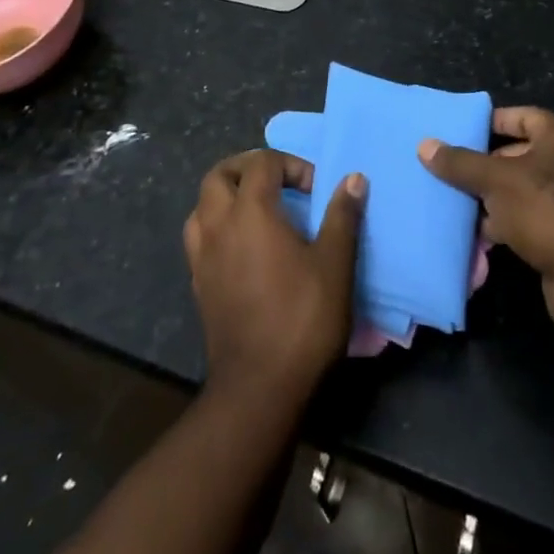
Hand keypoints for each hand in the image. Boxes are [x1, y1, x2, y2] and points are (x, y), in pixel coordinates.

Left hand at [183, 149, 364, 403]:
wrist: (260, 389)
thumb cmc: (302, 319)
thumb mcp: (335, 263)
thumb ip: (342, 216)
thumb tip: (354, 178)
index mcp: (250, 212)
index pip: (261, 163)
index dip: (290, 166)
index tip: (316, 190)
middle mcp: (218, 226)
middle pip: (219, 175)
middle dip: (248, 168)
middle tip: (278, 182)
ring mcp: (202, 257)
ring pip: (202, 206)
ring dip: (226, 196)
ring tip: (257, 210)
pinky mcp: (198, 285)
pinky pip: (200, 238)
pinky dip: (218, 227)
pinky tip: (242, 247)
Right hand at [419, 108, 553, 334]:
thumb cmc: (545, 206)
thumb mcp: (495, 179)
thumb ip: (461, 162)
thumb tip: (424, 145)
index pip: (521, 116)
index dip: (492, 120)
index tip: (459, 130)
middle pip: (514, 155)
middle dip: (481, 164)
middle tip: (445, 169)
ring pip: (515, 192)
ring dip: (487, 200)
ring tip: (449, 201)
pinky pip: (520, 224)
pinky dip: (499, 228)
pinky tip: (470, 234)